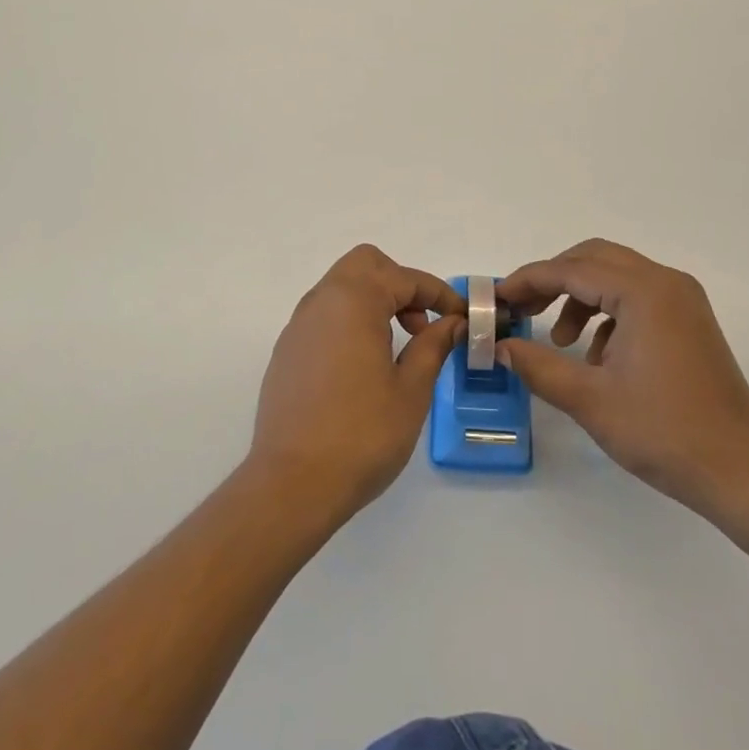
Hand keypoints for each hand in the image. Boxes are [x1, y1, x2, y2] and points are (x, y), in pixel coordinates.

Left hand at [248, 245, 463, 522]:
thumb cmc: (362, 434)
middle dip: (400, 284)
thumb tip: (451, 322)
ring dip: (374, 301)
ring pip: (341, 287)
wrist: (292, 484)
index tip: (461, 317)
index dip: (438, 293)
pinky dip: (350, 321)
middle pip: (365, 265)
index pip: (404, 277)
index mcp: (353, 300)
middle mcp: (321, 301)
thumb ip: (432, 346)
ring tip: (396, 349)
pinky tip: (363, 366)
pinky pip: (324, 316)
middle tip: (420, 324)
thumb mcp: (411, 390)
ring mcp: (298, 325)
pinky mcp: (286, 351)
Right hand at [497, 239, 748, 519]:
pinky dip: (607, 313)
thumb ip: (538, 365)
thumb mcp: (589, 399)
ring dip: (579, 298)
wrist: (742, 473)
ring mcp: (683, 300)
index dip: (527, 281)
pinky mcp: (690, 321)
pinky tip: (597, 357)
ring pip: (615, 276)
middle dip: (552, 280)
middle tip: (521, 310)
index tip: (496, 299)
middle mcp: (665, 282)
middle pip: (593, 259)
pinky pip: (637, 298)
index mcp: (643, 291)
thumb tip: (500, 347)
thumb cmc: (664, 432)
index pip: (570, 269)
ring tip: (560, 342)